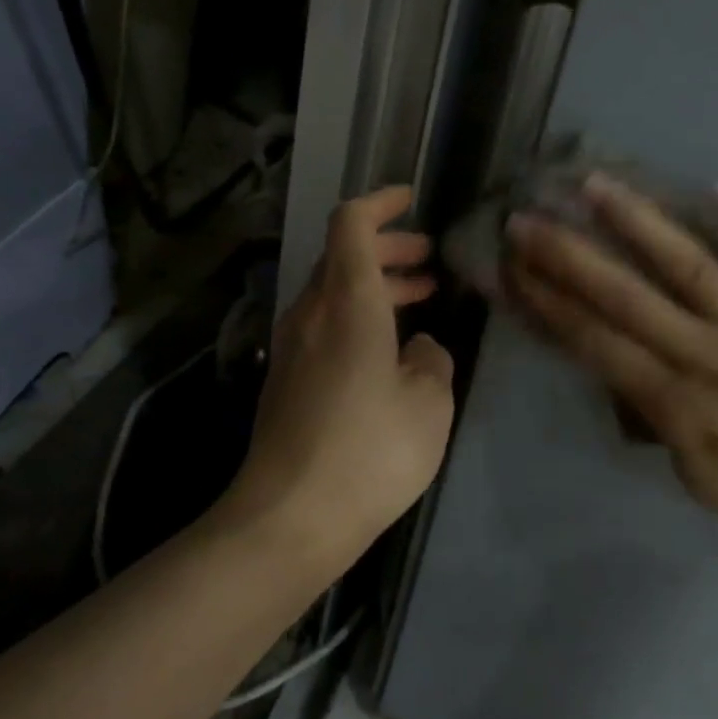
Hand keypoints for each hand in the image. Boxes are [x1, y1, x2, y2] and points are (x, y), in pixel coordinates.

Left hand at [224, 188, 455, 567]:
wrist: (289, 518)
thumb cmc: (369, 449)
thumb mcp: (429, 402)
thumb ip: (432, 359)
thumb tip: (419, 346)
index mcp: (348, 300)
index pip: (352, 223)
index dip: (380, 202)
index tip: (411, 199)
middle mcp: (312, 311)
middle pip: (343, 255)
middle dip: (388, 248)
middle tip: (429, 262)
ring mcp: (291, 345)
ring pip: (334, 291)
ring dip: (375, 285)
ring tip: (420, 299)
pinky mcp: (285, 378)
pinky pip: (325, 324)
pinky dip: (359, 315)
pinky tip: (388, 348)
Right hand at [505, 174, 717, 580]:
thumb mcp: (690, 472)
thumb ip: (649, 411)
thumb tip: (615, 357)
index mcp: (677, 403)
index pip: (595, 341)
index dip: (547, 302)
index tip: (510, 267)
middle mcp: (710, 355)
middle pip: (626, 296)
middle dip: (568, 256)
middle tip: (526, 218)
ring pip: (690, 264)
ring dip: (639, 222)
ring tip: (596, 184)